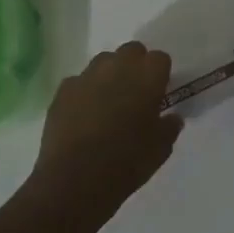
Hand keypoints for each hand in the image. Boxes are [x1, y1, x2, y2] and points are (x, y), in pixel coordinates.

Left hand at [30, 42, 182, 225]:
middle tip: (135, 93)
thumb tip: (171, 117)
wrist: (74, 181)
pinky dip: (84, 92)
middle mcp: (118, 67)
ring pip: (103, 62)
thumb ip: (169, 126)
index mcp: (148, 76)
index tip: (159, 93)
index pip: (160, 58)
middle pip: (132, 50)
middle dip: (135, 65)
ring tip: (108, 102)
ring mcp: (87, 76)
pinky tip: (84, 115)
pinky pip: (78, 82)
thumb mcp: (161, 149)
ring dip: (109, 74)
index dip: (160, 75)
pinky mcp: (62, 91)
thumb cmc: (127, 162)